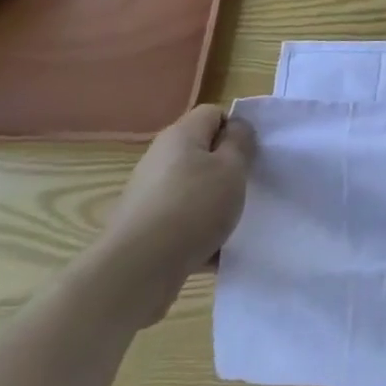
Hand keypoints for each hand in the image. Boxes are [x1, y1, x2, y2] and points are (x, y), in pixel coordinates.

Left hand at [86, 105, 256, 328]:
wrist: (136, 272)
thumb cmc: (192, 208)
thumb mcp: (232, 168)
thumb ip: (240, 142)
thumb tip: (235, 129)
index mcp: (180, 135)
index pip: (213, 114)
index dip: (235, 129)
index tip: (249, 156)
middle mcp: (159, 158)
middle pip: (201, 153)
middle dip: (226, 170)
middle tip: (243, 189)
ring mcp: (147, 195)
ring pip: (192, 190)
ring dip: (213, 205)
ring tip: (229, 226)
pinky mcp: (142, 228)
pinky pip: (179, 222)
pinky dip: (196, 234)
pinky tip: (212, 254)